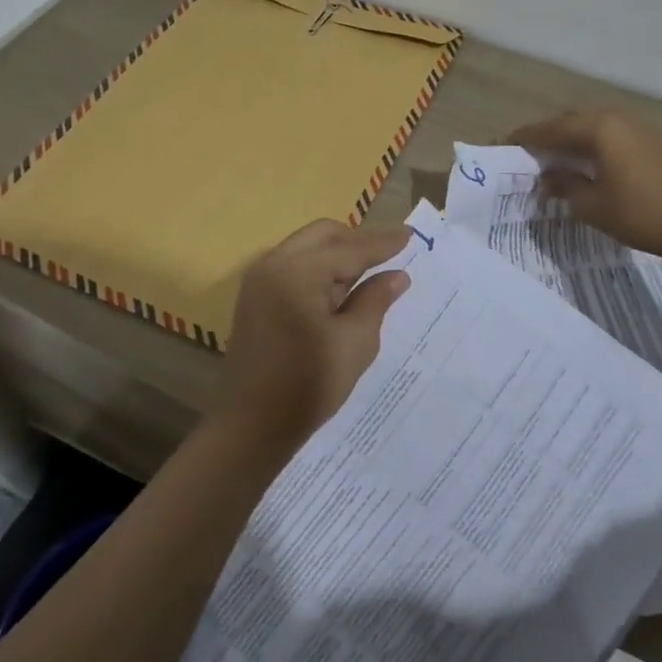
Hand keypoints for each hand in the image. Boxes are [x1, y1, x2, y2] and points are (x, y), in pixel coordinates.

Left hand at [221, 220, 412, 446]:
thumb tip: (396, 275)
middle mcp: (273, 264)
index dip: (383, 244)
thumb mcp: (354, 343)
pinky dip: (319, 269)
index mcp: (297, 272)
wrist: (251, 427)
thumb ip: (375, 300)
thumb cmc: (308, 385)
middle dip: (357, 241)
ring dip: (337, 255)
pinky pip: (293, 266)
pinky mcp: (255, 297)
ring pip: (307, 248)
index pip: (349, 249)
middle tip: (389, 255)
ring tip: (369, 274)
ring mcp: (259, 280)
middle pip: (323, 235)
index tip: (410, 234)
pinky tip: (340, 290)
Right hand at [509, 107, 661, 260]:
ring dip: (576, 137)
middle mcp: (618, 118)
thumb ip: (564, 186)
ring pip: (597, 124)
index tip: (504, 143)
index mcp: (598, 128)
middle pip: (574, 119)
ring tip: (561, 156)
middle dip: (550, 133)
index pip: (551, 128)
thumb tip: (547, 178)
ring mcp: (641, 127)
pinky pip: (617, 133)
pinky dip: (599, 142)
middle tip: (532, 151)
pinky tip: (595, 161)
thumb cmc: (639, 214)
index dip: (526, 137)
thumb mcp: (592, 205)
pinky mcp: (657, 140)